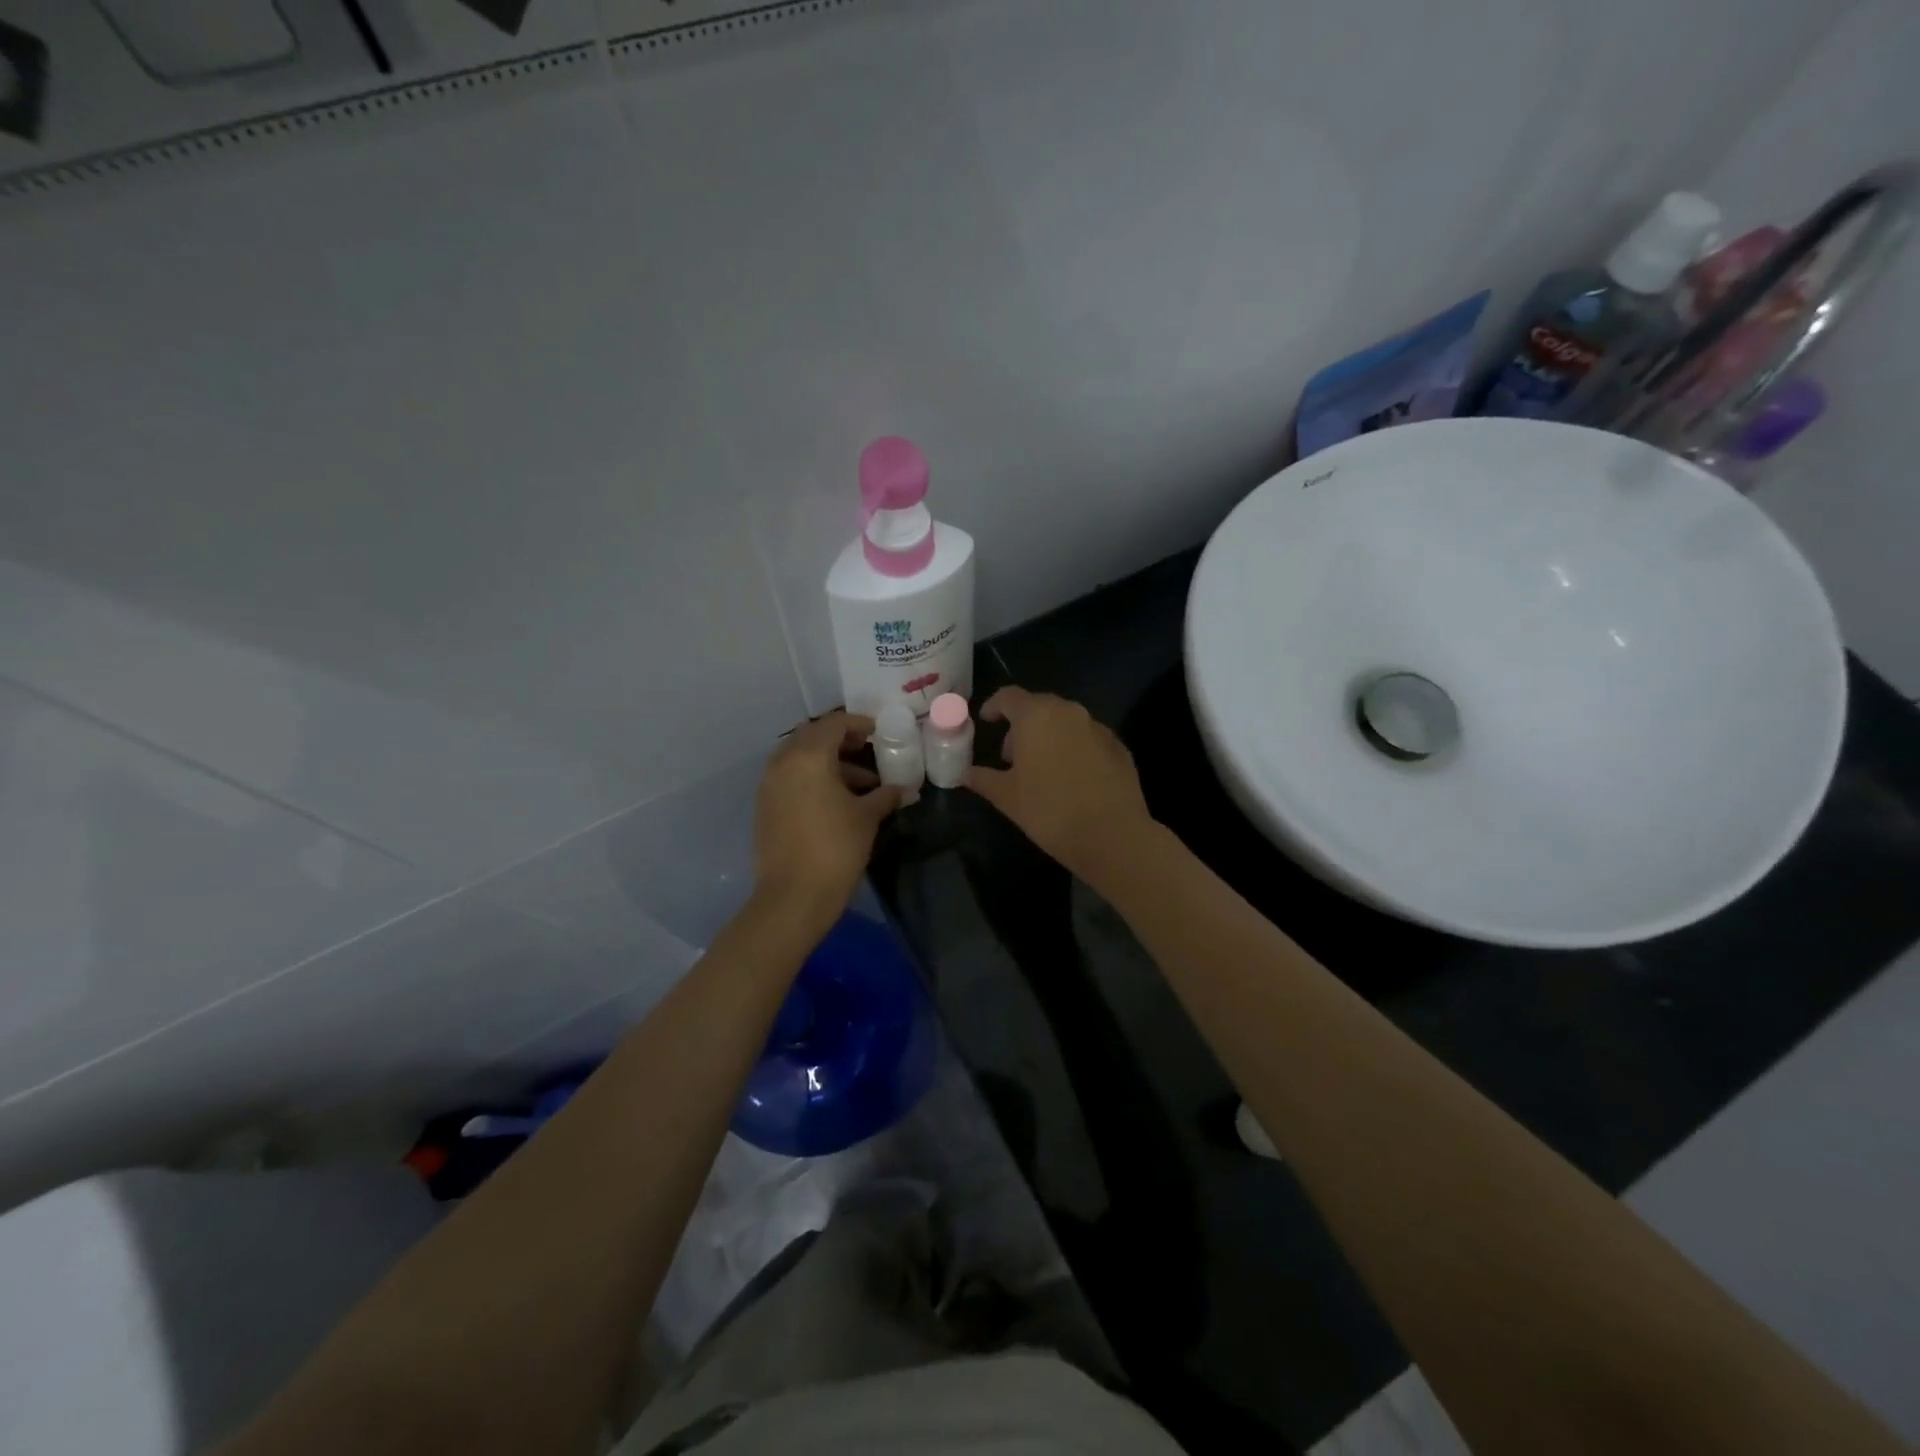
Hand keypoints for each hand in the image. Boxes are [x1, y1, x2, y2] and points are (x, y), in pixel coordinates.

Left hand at [754, 711, 902, 930]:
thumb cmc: (836, 848)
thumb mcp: (867, 817)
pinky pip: (791, 778)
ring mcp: (769, 784)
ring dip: (829, 763)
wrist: (793, 897)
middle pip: (813, 737)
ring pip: (801, 759)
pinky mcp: (765, 806)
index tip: (880, 733)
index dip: (859, 724)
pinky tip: (838, 801)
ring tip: (862, 785)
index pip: (834, 723)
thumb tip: (906, 790)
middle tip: (869, 752)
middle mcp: (783, 762)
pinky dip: (813, 779)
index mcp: (808, 756)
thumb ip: (886, 795)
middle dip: (842, 741)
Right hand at [963, 687, 1156, 886]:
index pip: (1009, 696)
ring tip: (1041, 768)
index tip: (986, 721)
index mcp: (1037, 715)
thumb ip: (982, 779)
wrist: (1112, 835)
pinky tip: (1071, 778)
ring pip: (1065, 722)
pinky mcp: (1119, 747)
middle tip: (1011, 755)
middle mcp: (1069, 711)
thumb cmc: (1049, 810)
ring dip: (1049, 736)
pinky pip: (1088, 739)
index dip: (994, 706)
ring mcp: (1098, 727)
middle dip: (1022, 725)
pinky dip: (1074, 749)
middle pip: (1039, 706)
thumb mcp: (1007, 797)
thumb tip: (965, 773)